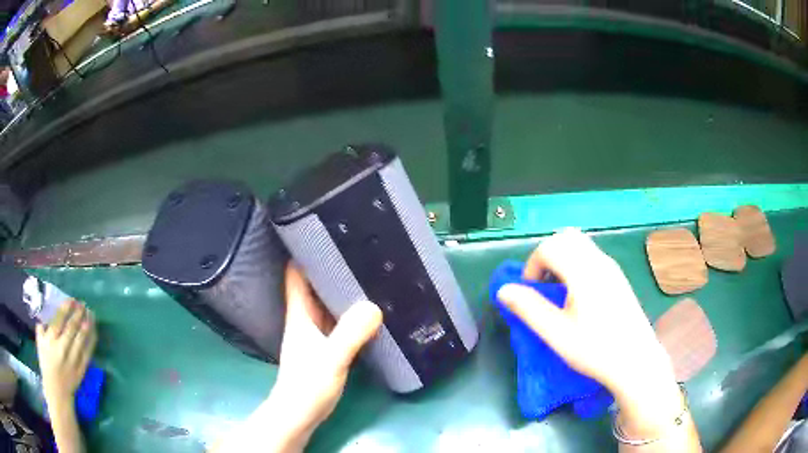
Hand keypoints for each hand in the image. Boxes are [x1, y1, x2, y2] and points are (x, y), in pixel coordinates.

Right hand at [35, 300, 96, 406]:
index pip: (59, 320)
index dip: (67, 308)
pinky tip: (93, 330)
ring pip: (82, 338)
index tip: (72, 299)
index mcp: (51, 340)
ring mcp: (73, 359)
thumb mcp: (40, 343)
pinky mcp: (82, 368)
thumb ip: (41, 328)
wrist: (57, 390)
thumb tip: (45, 313)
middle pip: (72, 327)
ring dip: (87, 324)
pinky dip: (92, 339)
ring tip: (90, 313)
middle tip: (83, 303)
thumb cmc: (46, 364)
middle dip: (78, 313)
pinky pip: (88, 351)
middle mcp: (62, 348)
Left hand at [267, 264, 382, 448]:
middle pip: (314, 284)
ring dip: (341, 289)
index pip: (296, 274)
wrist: (300, 415)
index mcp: (300, 314)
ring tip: (367, 273)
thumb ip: (350, 334)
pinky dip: (349, 311)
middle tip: (358, 250)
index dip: (305, 252)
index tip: (327, 233)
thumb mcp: (331, 359)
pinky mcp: (325, 346)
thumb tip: (374, 306)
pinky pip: (337, 320)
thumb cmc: (307, 386)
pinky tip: (368, 309)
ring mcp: (315, 333)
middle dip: (331, 266)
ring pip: (326, 302)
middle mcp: (306, 319)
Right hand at [497, 228, 693, 444]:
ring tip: (559, 291)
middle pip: (566, 237)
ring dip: (562, 259)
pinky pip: (592, 256)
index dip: (532, 265)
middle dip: (546, 256)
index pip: (550, 246)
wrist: (636, 361)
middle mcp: (600, 262)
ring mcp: (612, 268)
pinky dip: (576, 264)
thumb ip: (529, 309)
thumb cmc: (595, 350)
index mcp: (584, 272)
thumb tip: (503, 290)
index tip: (530, 292)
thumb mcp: (557, 334)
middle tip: (542, 286)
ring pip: (580, 244)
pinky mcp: (619, 277)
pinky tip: (578, 295)